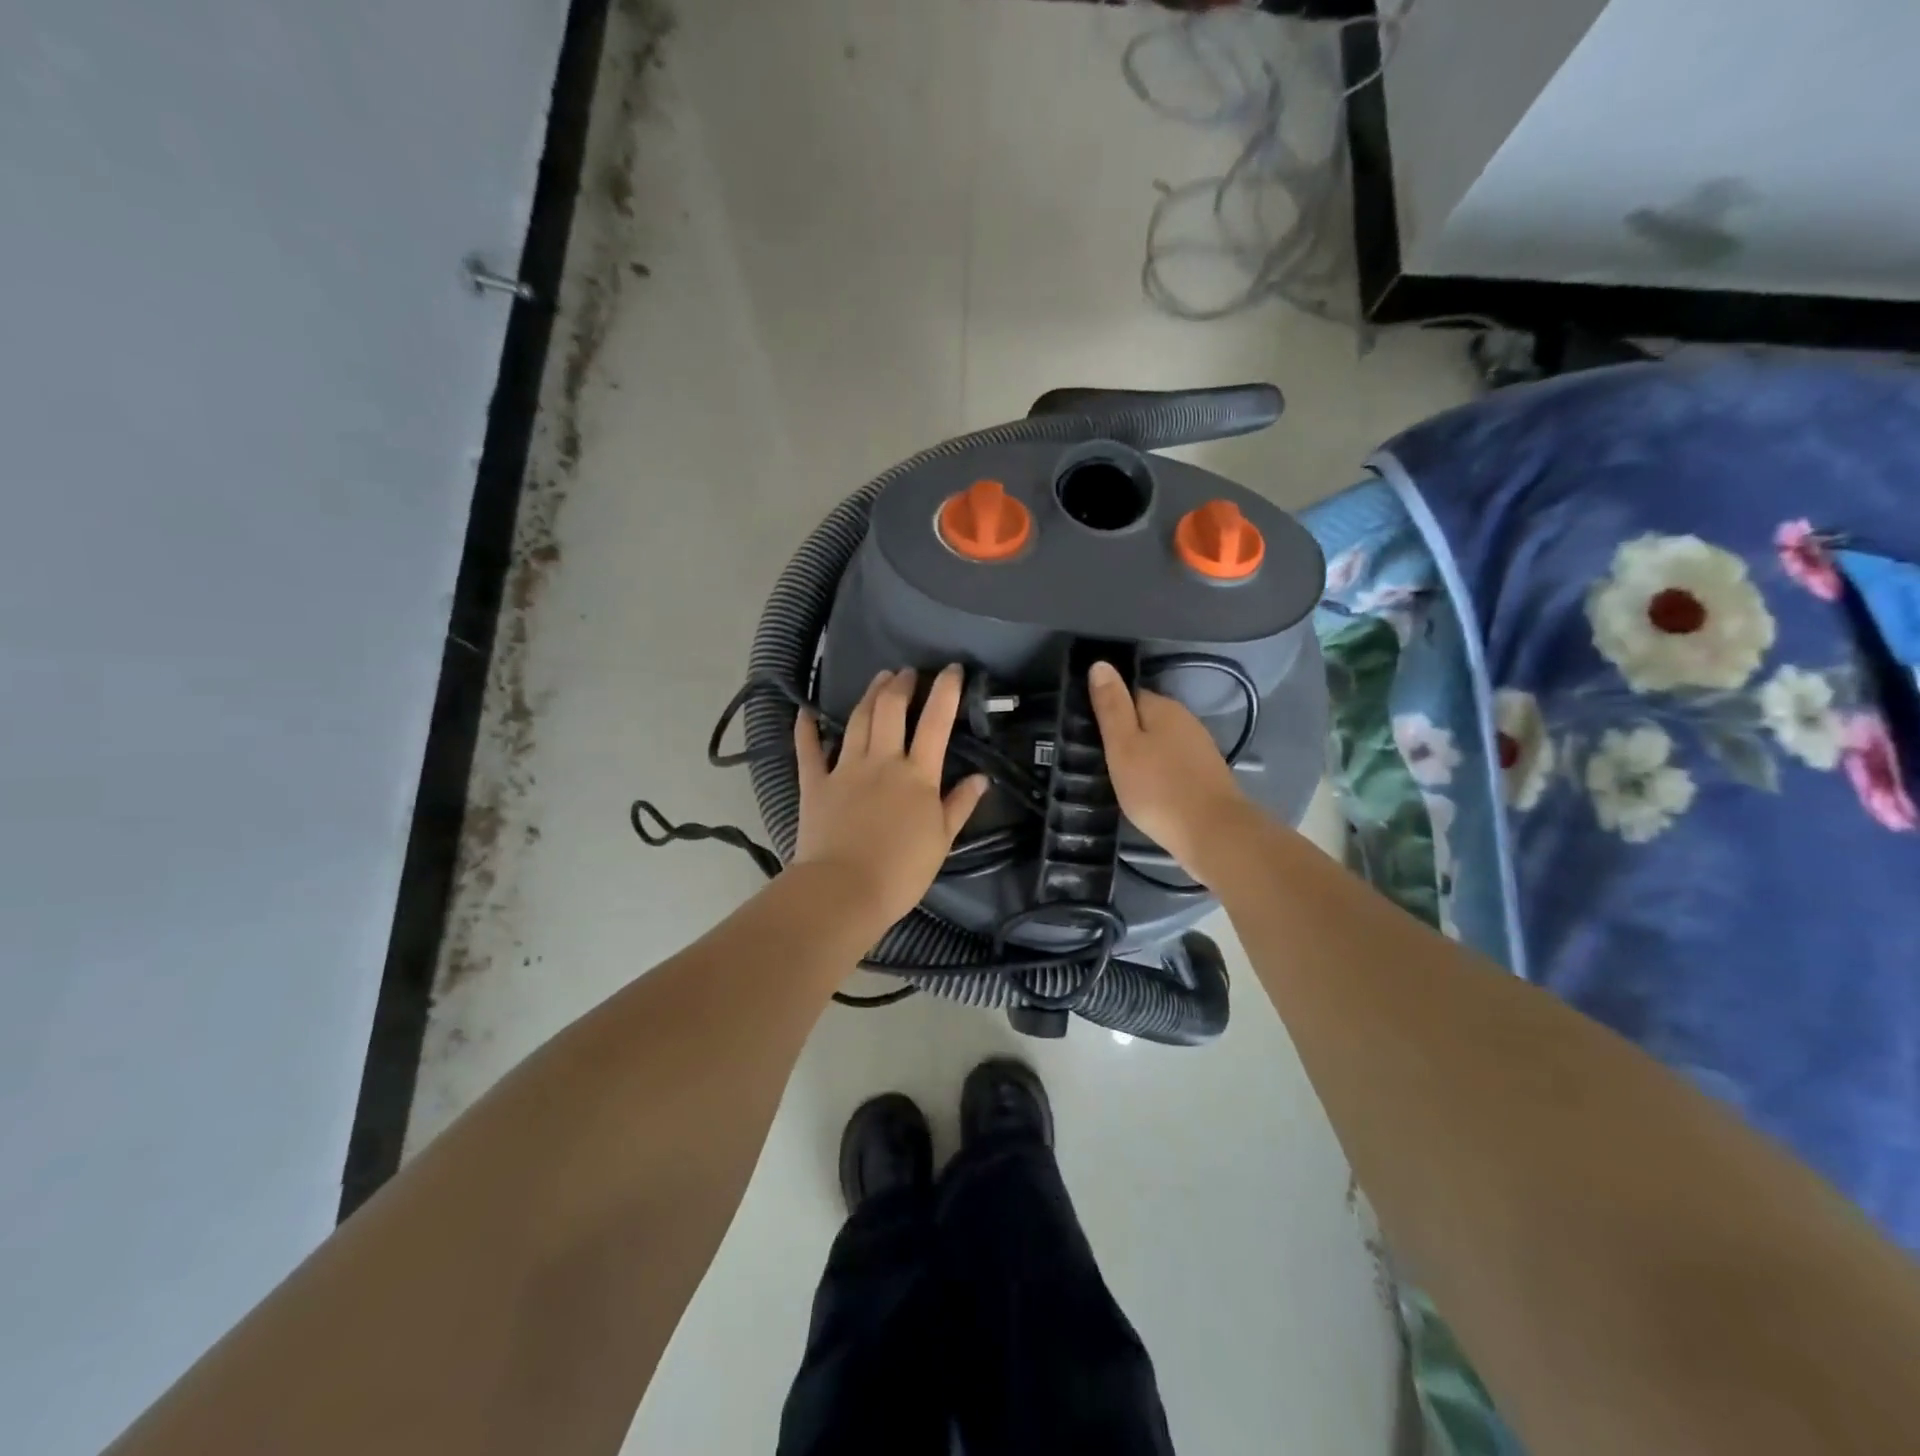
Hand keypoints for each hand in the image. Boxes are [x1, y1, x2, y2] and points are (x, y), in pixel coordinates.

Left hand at [794, 665, 989, 931]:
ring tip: (879, 679)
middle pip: (890, 709)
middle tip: (907, 672)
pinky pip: (808, 749)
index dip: (945, 691)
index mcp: (917, 775)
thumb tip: (981, 778)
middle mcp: (882, 761)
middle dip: (901, 684)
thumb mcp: (942, 840)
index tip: (952, 669)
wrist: (844, 891)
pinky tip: (806, 710)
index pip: (936, 722)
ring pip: (857, 720)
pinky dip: (806, 727)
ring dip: (869, 695)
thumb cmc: (901, 871)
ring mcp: (845, 769)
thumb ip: (959, 805)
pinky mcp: (814, 783)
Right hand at [1087, 660, 1257, 883]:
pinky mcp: (1206, 774)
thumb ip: (1111, 706)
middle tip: (1101, 758)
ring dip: (1143, 753)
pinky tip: (1148, 789)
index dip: (1108, 710)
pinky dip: (1159, 771)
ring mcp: (1200, 747)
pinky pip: (1173, 762)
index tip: (1091, 733)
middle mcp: (1185, 720)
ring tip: (1121, 776)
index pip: (1129, 695)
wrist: (1212, 833)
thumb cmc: (1157, 788)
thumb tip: (1100, 663)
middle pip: (1147, 718)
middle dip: (1126, 733)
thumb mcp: (1123, 746)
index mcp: (1163, 708)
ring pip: (1161, 741)